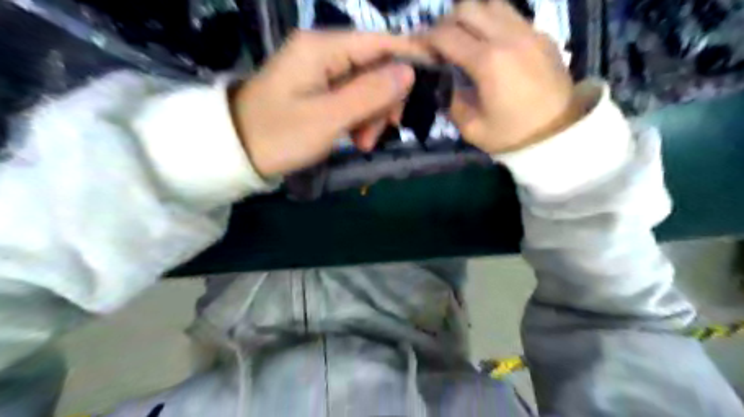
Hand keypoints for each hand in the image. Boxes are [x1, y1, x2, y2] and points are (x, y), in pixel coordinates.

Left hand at [229, 29, 427, 176]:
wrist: (237, 152)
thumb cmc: (279, 135)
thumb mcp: (328, 118)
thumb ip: (370, 94)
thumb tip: (409, 72)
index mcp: (323, 47)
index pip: (381, 42)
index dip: (411, 58)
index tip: (435, 82)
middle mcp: (324, 51)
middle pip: (376, 66)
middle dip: (385, 101)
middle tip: (380, 133)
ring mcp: (320, 70)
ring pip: (366, 86)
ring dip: (372, 115)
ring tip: (362, 143)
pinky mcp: (318, 88)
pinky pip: (351, 97)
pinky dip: (359, 118)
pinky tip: (355, 138)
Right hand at [421, 0, 584, 153]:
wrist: (559, 134)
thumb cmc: (512, 135)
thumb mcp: (472, 128)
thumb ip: (453, 100)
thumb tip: (451, 81)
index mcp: (487, 62)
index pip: (447, 35)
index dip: (427, 38)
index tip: (420, 48)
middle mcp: (507, 37)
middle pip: (467, 8)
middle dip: (446, 23)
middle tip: (441, 44)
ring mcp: (528, 32)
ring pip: (491, 3)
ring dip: (471, 17)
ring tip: (465, 38)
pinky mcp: (542, 35)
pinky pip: (511, 14)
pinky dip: (493, 21)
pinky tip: (490, 42)